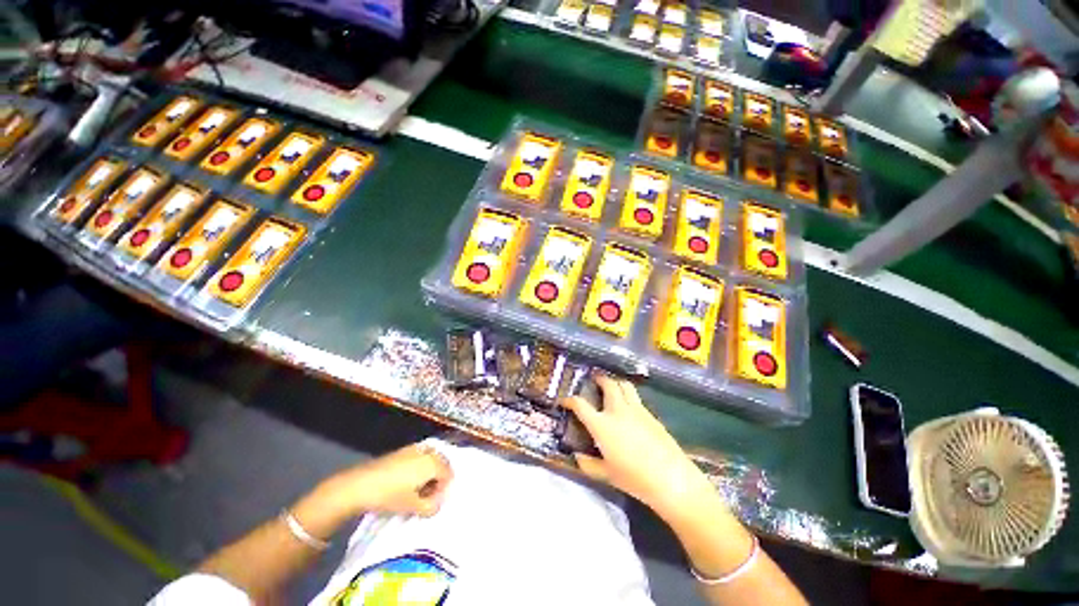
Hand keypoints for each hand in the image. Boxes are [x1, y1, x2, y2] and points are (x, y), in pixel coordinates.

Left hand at [319, 443, 453, 518]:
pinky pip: (419, 458)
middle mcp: (428, 451)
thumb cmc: (390, 496)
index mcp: (434, 462)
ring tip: (415, 491)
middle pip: (442, 465)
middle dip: (437, 480)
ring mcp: (414, 448)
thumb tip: (438, 504)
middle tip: (425, 497)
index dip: (443, 491)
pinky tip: (405, 483)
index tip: (432, 503)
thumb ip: (432, 507)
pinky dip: (418, 468)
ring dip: (428, 474)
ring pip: (430, 460)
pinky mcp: (402, 450)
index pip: (449, 475)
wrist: (359, 485)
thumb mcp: (413, 507)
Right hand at [563, 374, 716, 519]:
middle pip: (608, 384)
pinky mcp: (650, 413)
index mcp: (602, 425)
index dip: (569, 400)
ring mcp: (636, 409)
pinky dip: (628, 395)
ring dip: (615, 382)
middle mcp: (617, 411)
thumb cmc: (634, 478)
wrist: (671, 478)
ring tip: (612, 387)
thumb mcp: (607, 474)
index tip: (564, 401)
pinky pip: (636, 397)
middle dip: (599, 379)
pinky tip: (628, 406)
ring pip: (624, 385)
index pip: (580, 404)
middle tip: (594, 380)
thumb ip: (588, 465)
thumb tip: (577, 457)